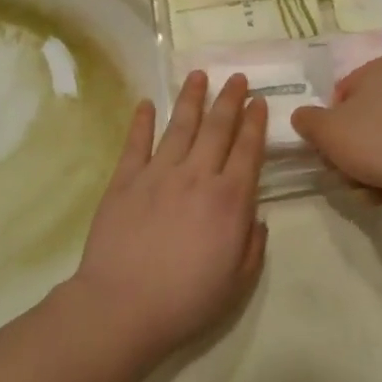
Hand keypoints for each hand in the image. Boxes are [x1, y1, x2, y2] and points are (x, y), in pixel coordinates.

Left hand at [69, 71, 267, 362]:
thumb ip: (253, 244)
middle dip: (229, 99)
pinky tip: (146, 103)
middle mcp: (197, 176)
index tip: (258, 101)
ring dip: (191, 98)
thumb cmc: (186, 300)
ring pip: (179, 125)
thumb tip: (255, 215)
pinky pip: (136, 142)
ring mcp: (158, 174)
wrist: (123, 306)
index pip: (248, 150)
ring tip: (198, 75)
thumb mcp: (238, 282)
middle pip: (217, 128)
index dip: (255, 123)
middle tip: (236, 77)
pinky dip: (141, 120)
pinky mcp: (125, 180)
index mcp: (229, 200)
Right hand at [291, 58, 381, 200]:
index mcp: (380, 68)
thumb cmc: (375, 142)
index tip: (332, 147)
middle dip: (356, 142)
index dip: (331, 122)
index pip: (342, 92)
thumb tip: (303, 116)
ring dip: (379, 158)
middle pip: (370, 114)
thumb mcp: (325, 131)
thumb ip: (307, 119)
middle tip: (349, 169)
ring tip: (373, 187)